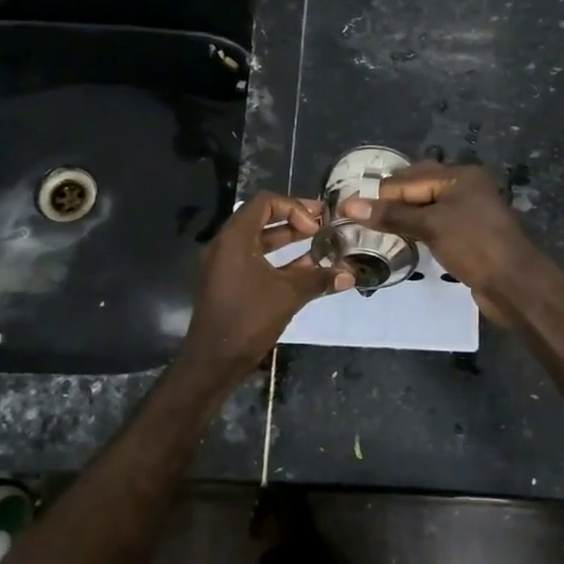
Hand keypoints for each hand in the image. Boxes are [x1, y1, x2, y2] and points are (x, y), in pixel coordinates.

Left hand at [179, 192, 351, 377]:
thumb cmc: (249, 319)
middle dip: (294, 220)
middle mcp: (226, 245)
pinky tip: (305, 269)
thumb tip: (350, 274)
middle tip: (323, 226)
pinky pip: (254, 260)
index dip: (294, 208)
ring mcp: (224, 264)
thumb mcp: (289, 295)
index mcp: (235, 238)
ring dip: (288, 241)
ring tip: (319, 245)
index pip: (265, 202)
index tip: (315, 227)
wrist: (214, 360)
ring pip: (259, 241)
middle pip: (262, 218)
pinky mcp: (228, 282)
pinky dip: (278, 259)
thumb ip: (319, 279)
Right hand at [338, 163, 538, 317]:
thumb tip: (348, 206)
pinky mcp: (468, 234)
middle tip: (360, 221)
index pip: (408, 179)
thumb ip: (390, 215)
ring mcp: (468, 211)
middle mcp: (464, 187)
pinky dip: (417, 230)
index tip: (349, 212)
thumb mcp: (430, 226)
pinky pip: (435, 225)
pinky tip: (401, 241)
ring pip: (426, 208)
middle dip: (391, 203)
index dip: (380, 195)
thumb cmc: (474, 246)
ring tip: (374, 232)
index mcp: (459, 176)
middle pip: (417, 189)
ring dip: (403, 218)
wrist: (515, 284)